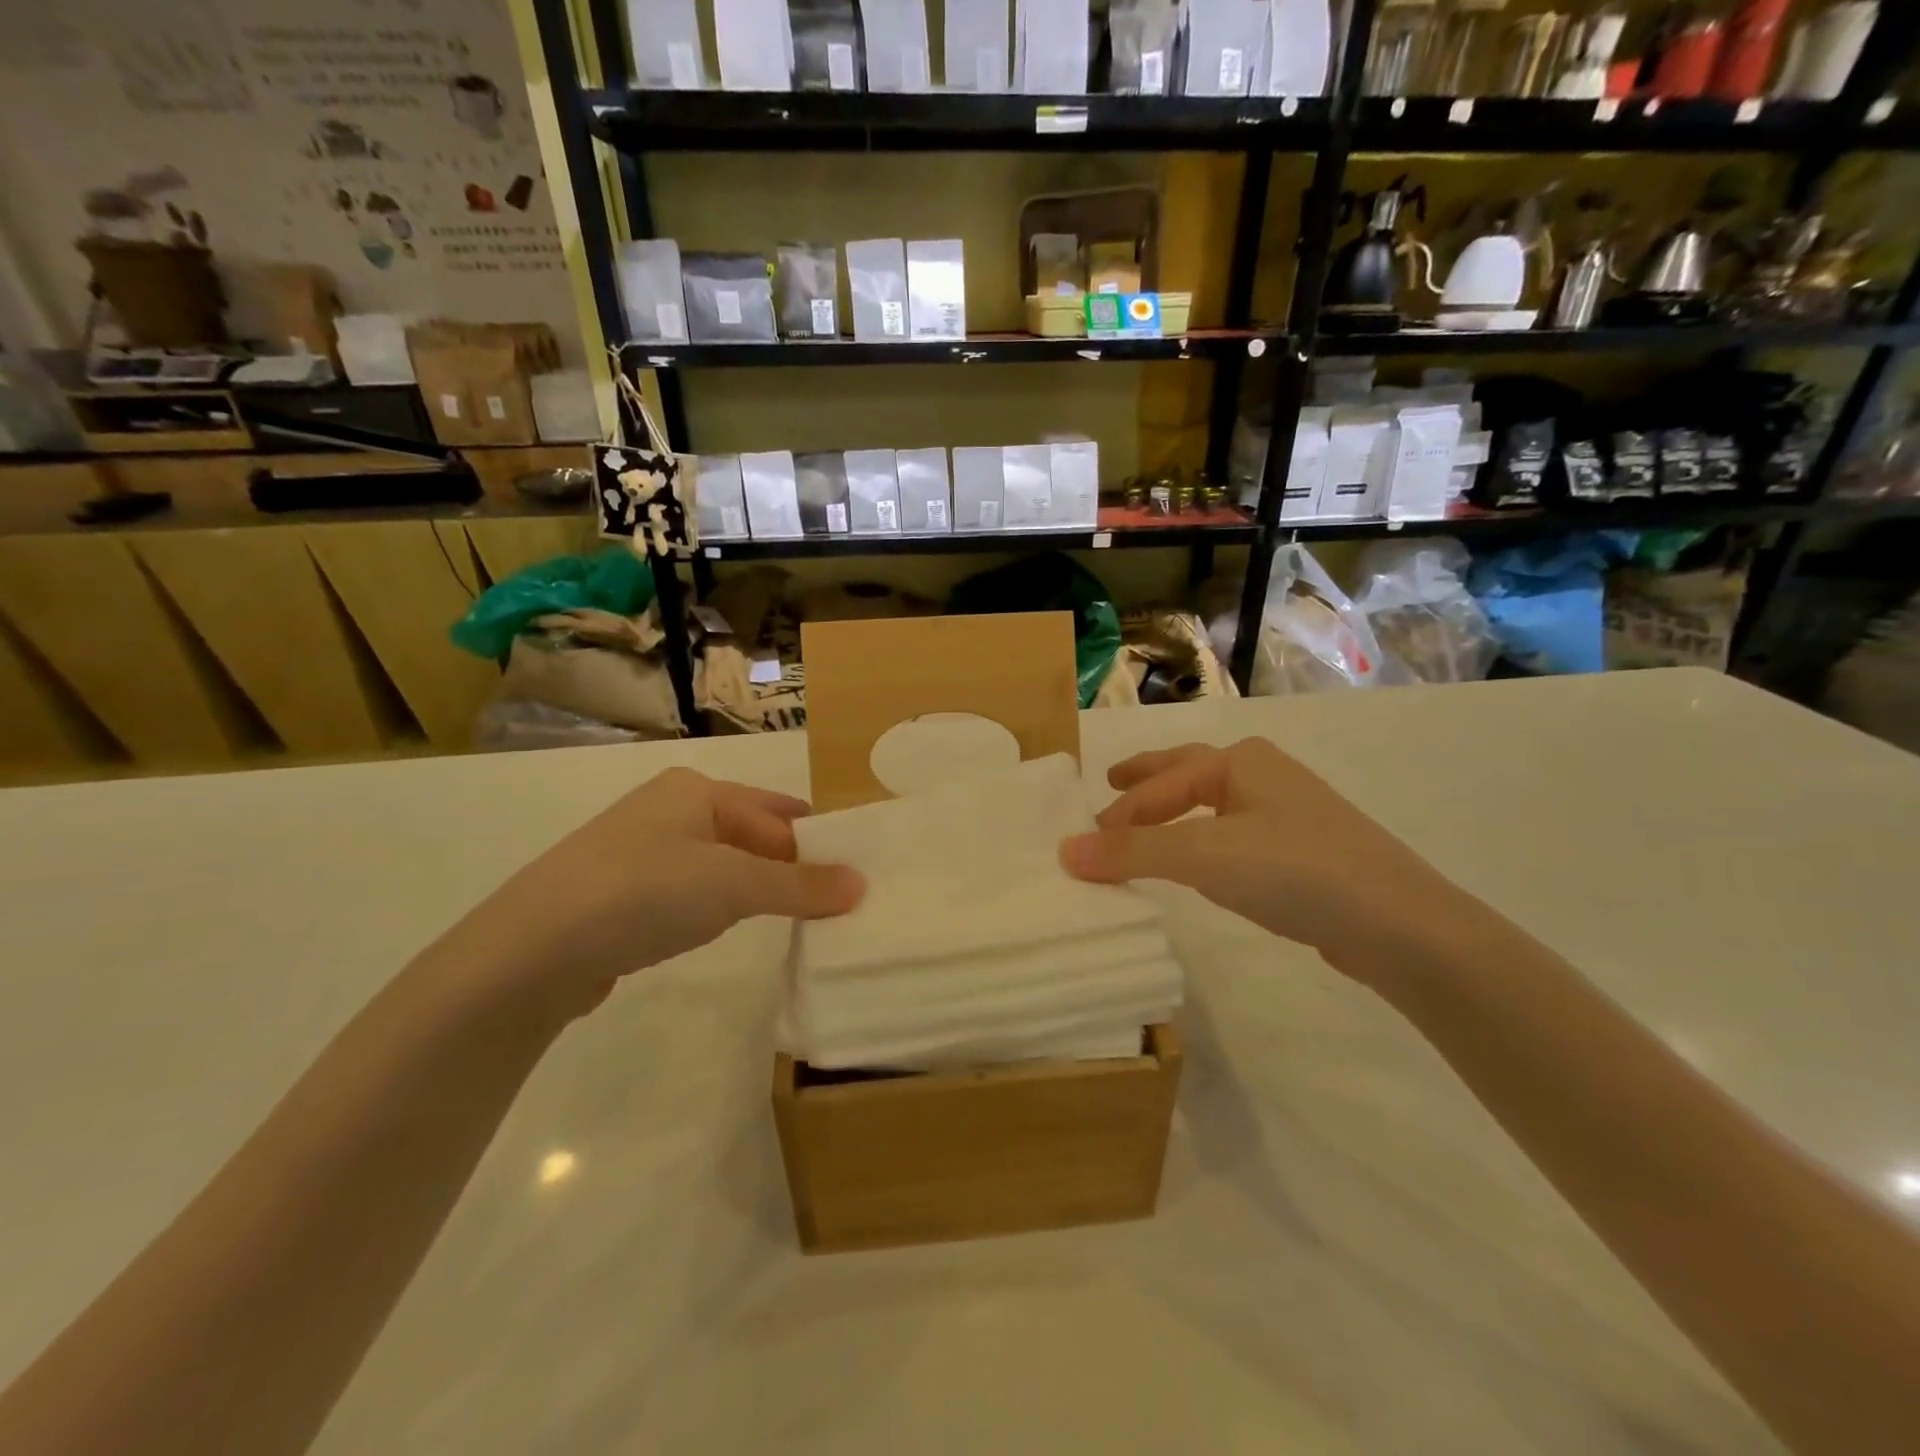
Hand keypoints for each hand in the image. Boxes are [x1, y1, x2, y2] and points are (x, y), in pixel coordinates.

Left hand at [446, 768, 863, 1020]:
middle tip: (833, 902)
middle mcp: (667, 810)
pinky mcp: (618, 894)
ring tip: (792, 918)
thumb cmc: (644, 893)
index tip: (852, 873)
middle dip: (788, 866)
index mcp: (695, 791)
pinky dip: (716, 907)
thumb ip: (800, 884)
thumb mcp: (733, 884)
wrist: (530, 952)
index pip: (776, 813)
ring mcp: (638, 852)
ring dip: (754, 888)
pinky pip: (688, 892)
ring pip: (718, 865)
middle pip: (748, 835)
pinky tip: (724, 929)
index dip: (816, 842)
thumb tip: (861, 884)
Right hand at [1060, 739, 1474, 987]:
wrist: (1400, 926)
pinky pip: (1234, 836)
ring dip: (1174, 813)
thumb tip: (1065, 850)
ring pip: (1214, 806)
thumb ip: (1133, 851)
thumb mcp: (1204, 856)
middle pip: (1189, 773)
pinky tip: (1202, 864)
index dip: (1118, 812)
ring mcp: (1290, 815)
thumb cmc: (1295, 870)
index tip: (1082, 843)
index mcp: (1241, 761)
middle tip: (1109, 784)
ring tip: (1145, 826)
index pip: (1160, 782)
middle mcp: (1265, 776)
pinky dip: (1203, 841)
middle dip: (1147, 781)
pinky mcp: (1305, 855)